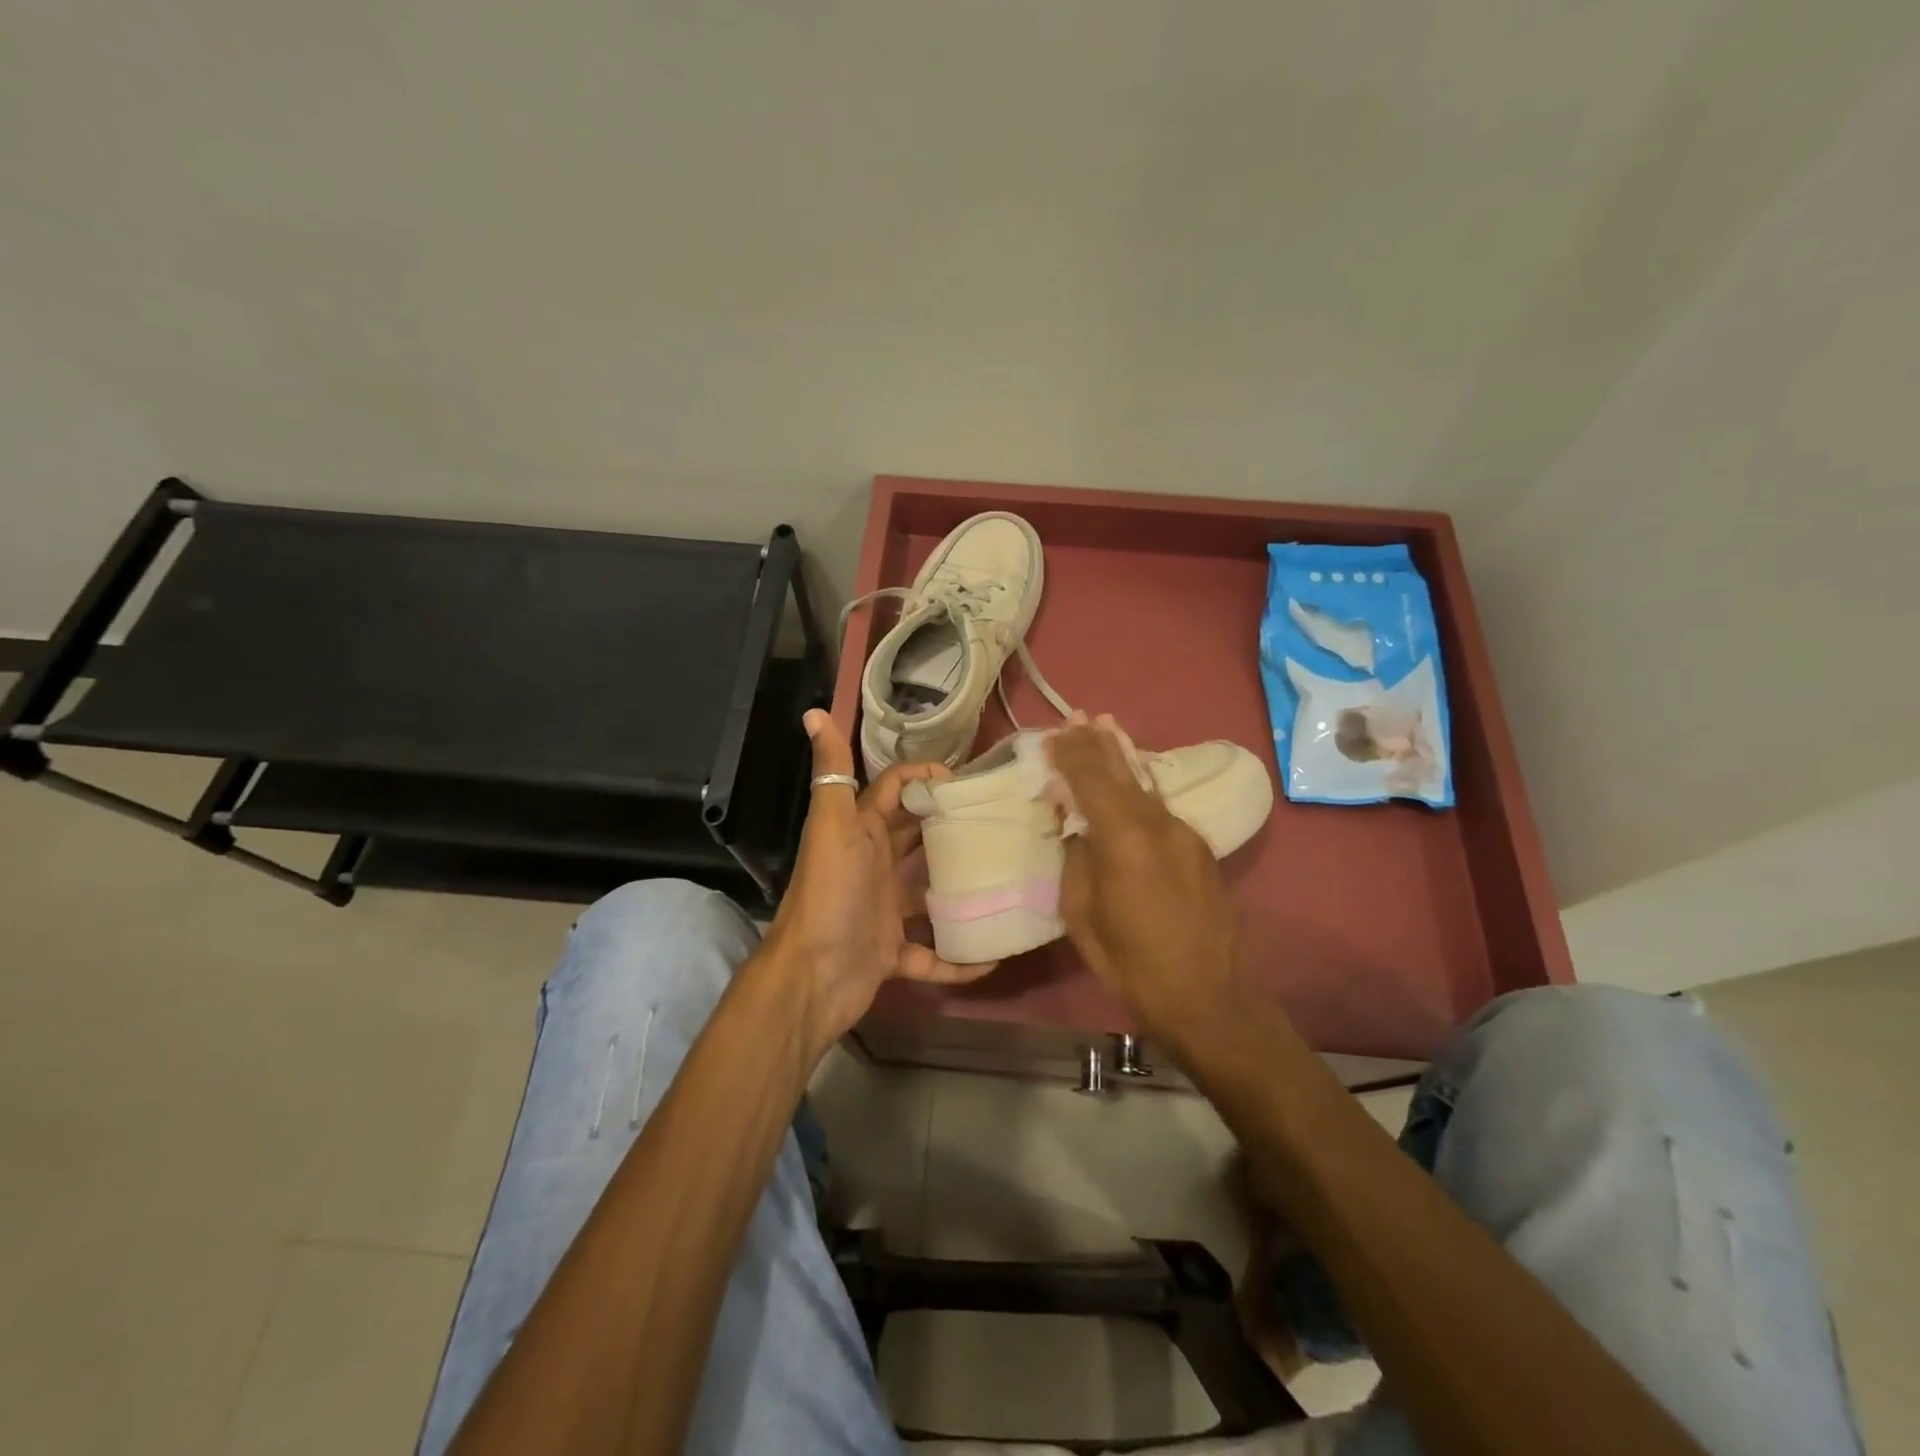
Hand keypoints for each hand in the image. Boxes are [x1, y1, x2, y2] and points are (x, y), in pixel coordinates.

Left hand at [761, 710, 996, 1052]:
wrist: (812, 977)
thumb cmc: (831, 893)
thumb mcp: (833, 826)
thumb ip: (831, 772)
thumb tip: (814, 712)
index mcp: (861, 831)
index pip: (895, 790)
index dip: (926, 777)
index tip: (972, 779)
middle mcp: (874, 866)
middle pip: (917, 838)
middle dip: (953, 827)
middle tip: (1004, 821)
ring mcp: (884, 912)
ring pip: (929, 895)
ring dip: (961, 889)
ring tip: (1011, 876)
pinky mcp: (893, 954)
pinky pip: (933, 954)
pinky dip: (959, 958)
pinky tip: (996, 954)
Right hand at [1048, 720, 1237, 1040]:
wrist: (1207, 997)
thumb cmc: (1130, 963)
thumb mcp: (1082, 914)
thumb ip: (1077, 860)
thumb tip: (1076, 828)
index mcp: (1124, 839)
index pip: (1091, 779)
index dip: (1070, 754)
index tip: (1052, 736)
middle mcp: (1158, 824)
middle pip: (1122, 771)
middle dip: (1097, 743)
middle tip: (1079, 716)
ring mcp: (1184, 834)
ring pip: (1146, 785)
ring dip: (1122, 758)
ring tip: (1106, 728)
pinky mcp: (1199, 848)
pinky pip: (1160, 807)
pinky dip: (1139, 788)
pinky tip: (1130, 782)